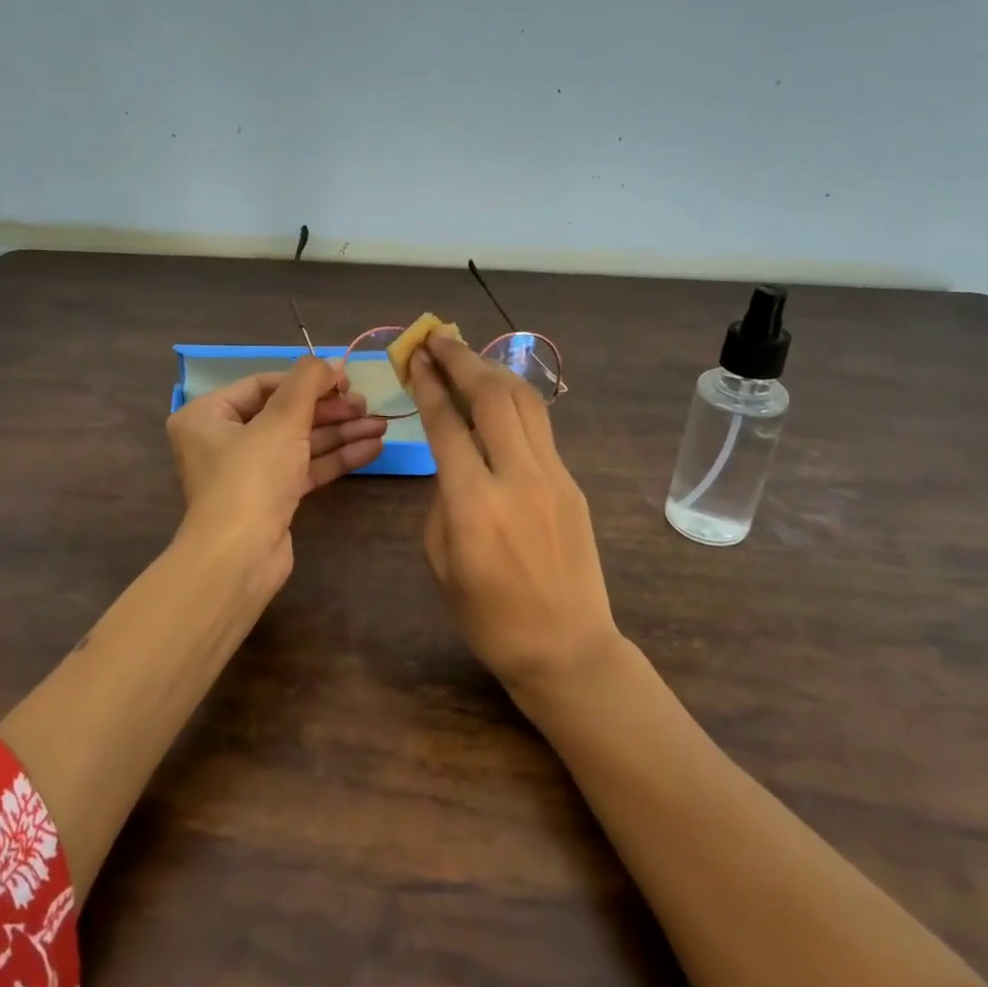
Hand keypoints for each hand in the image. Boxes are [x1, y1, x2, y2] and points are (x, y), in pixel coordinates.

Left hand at [167, 356, 387, 593]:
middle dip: (329, 410)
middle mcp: (223, 441)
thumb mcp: (282, 419)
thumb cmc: (252, 476)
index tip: (346, 378)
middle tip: (367, 406)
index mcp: (208, 415)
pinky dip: (335, 458)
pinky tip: (372, 448)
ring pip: (299, 442)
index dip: (307, 379)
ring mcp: (248, 473)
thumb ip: (308, 381)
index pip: (263, 385)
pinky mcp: (271, 499)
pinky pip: (304, 469)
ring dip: (339, 433)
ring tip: (380, 425)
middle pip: (285, 414)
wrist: (240, 556)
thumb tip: (332, 361)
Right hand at [408, 333, 621, 692]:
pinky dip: (514, 401)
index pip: (448, 423)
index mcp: (474, 503)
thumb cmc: (489, 617)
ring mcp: (553, 477)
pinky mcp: (572, 483)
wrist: (567, 648)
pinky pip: (540, 428)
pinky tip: (498, 396)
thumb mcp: (442, 560)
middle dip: (461, 359)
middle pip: (492, 396)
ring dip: (493, 370)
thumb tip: (453, 462)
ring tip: (467, 354)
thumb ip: (444, 500)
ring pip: (525, 402)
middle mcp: (517, 478)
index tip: (415, 358)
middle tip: (438, 338)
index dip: (428, 384)